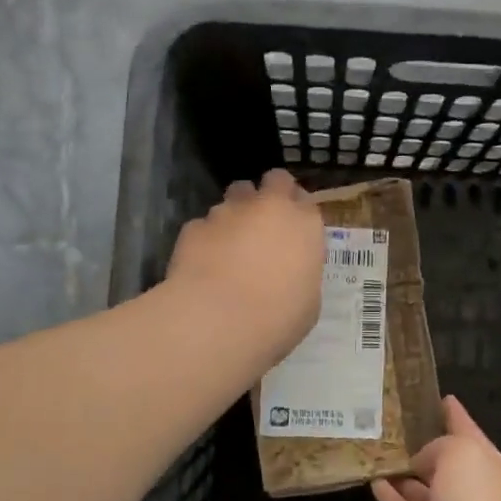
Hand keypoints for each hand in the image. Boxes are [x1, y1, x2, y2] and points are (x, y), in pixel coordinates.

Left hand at [166, 169, 323, 367]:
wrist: (218, 320)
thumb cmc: (277, 317)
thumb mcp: (307, 302)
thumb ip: (300, 275)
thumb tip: (289, 275)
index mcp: (304, 224)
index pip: (306, 200)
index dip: (298, 213)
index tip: (294, 231)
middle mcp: (268, 206)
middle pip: (274, 181)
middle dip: (271, 195)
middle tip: (267, 224)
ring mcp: (227, 212)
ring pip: (235, 196)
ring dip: (237, 214)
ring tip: (231, 245)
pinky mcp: (194, 226)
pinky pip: (204, 225)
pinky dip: (207, 238)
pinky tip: (203, 264)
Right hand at [371, 396, 500, 500]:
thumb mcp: (461, 455)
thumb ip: (441, 446)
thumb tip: (423, 463)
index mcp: (494, 469)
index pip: (471, 433)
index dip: (455, 415)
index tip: (437, 398)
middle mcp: (478, 495)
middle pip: (449, 464)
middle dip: (425, 447)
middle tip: (393, 426)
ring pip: (426, 491)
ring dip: (404, 474)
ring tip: (377, 452)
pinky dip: (393, 500)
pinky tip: (373, 482)